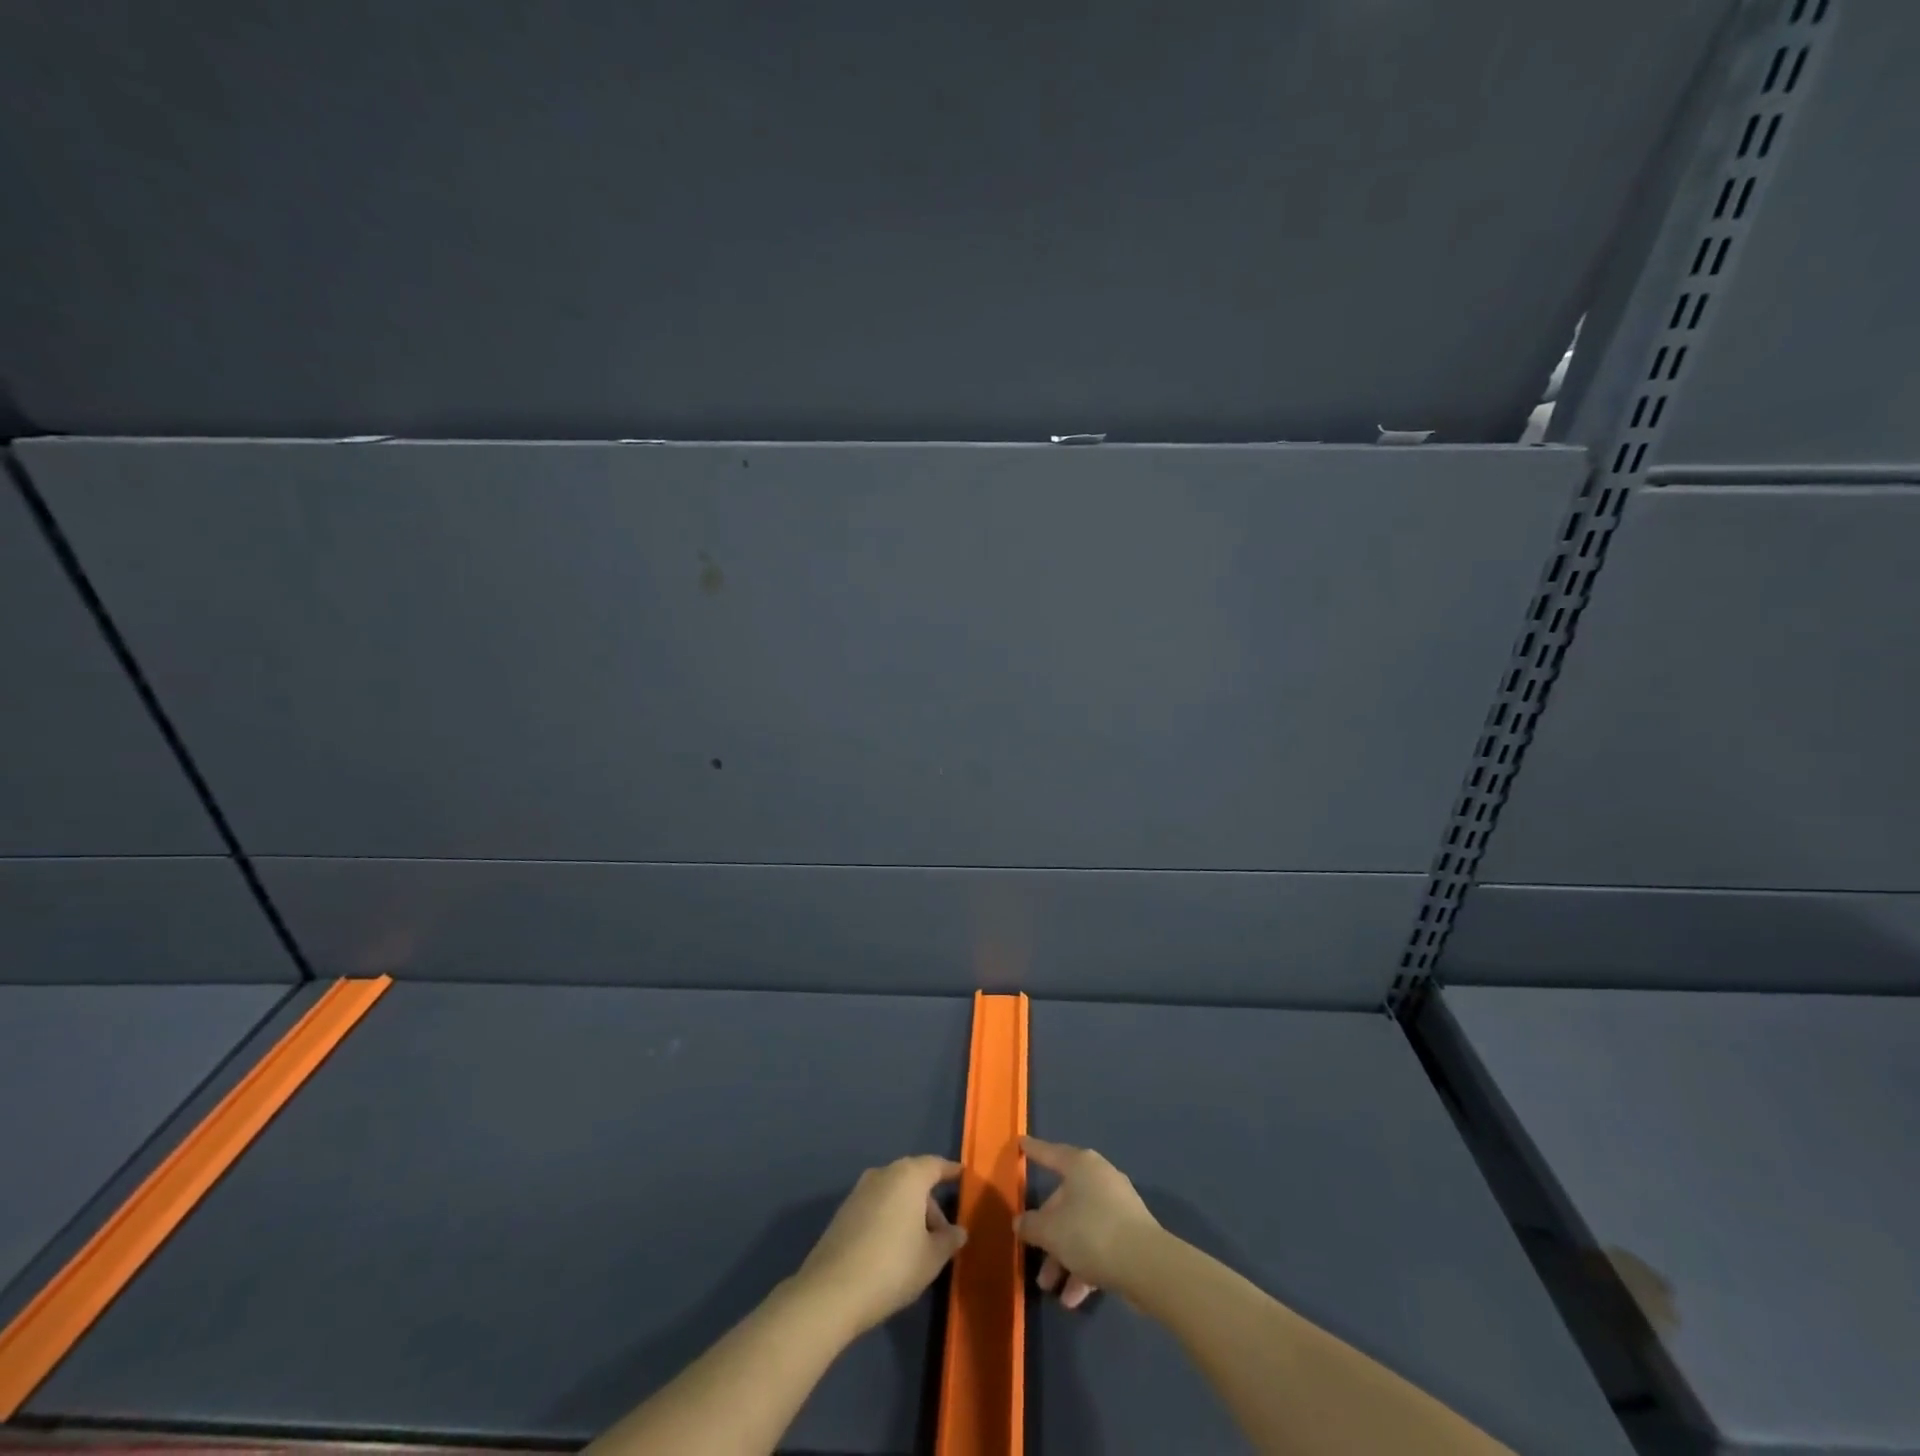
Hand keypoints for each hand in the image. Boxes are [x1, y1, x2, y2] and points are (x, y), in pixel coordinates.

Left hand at [794, 1155, 967, 1337]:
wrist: (832, 1291)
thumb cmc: (893, 1267)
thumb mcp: (931, 1258)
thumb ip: (949, 1240)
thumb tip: (959, 1231)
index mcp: (908, 1176)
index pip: (935, 1165)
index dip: (950, 1171)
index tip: (961, 1175)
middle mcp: (883, 1174)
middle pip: (914, 1181)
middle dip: (930, 1205)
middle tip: (941, 1236)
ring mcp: (859, 1191)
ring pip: (894, 1194)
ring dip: (909, 1214)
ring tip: (917, 1248)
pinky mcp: (843, 1212)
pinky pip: (876, 1207)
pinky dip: (889, 1220)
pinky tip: (891, 1251)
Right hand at [1016, 1136, 1161, 1309]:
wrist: (1146, 1265)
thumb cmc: (1091, 1233)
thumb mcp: (1050, 1231)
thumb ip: (1030, 1225)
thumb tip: (1020, 1222)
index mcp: (1080, 1166)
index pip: (1050, 1153)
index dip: (1033, 1150)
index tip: (1021, 1143)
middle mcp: (1099, 1178)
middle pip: (1064, 1201)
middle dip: (1047, 1232)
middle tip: (1032, 1253)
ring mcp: (1118, 1206)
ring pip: (1081, 1227)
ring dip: (1063, 1257)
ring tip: (1050, 1287)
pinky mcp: (1131, 1234)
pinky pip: (1099, 1245)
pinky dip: (1084, 1266)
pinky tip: (1073, 1297)